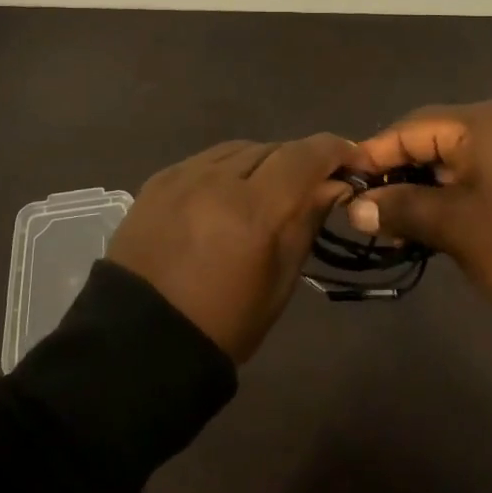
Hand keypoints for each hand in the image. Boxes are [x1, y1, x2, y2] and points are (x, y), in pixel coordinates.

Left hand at [108, 134, 359, 361]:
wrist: (138, 344)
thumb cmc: (222, 325)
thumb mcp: (278, 282)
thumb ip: (306, 223)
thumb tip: (334, 185)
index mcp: (254, 211)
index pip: (305, 156)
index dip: (335, 150)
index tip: (353, 160)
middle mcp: (218, 179)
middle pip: (273, 148)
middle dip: (299, 162)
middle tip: (311, 185)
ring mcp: (183, 175)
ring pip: (239, 149)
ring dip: (262, 163)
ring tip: (267, 190)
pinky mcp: (159, 180)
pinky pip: (206, 159)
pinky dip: (227, 169)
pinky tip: (227, 193)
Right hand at [349, 100, 491, 314]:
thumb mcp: (453, 226)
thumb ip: (400, 208)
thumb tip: (354, 206)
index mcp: (480, 122)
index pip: (409, 128)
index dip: (373, 155)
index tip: (343, 184)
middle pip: (431, 140)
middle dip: (397, 173)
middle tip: (368, 209)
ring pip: (453, 159)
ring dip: (423, 188)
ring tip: (395, 222)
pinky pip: (477, 173)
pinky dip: (451, 194)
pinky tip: (434, 221)